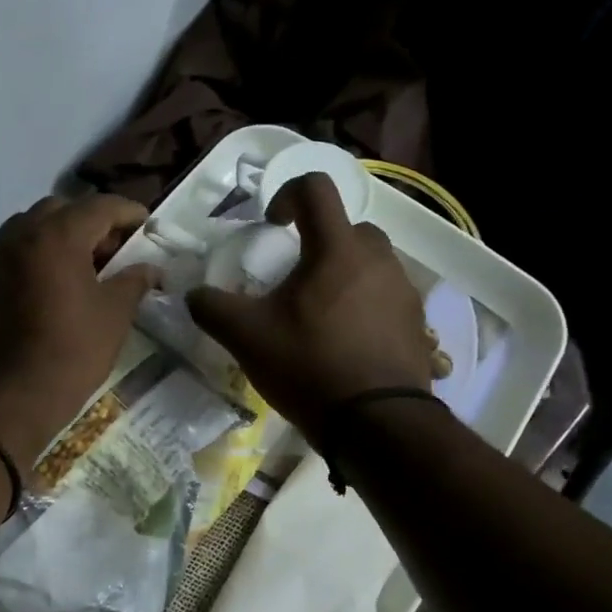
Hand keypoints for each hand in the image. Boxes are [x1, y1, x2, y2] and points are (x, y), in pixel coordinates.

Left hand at [0, 194, 158, 465]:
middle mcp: (21, 234)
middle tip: (114, 249)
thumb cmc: (72, 352)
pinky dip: (37, 255)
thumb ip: (134, 281)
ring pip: (32, 227)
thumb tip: (151, 268)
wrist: (12, 396)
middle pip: (62, 210)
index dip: (128, 212)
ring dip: (60, 236)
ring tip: (83, 266)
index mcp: (58, 236)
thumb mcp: (114, 315)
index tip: (146, 225)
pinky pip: (14, 252)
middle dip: (92, 222)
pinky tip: (53, 285)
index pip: (100, 206)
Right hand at [187, 172, 430, 444]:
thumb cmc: (310, 366)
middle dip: (319, 242)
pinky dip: (365, 307)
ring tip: (321, 316)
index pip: (316, 188)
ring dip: (344, 276)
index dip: (287, 194)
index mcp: (337, 249)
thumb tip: (194, 295)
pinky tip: (347, 343)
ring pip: (371, 264)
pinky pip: (386, 298)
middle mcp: (378, 259)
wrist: (377, 423)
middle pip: (347, 229)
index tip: (272, 226)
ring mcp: (404, 291)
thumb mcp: (247, 337)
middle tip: (296, 279)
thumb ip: (213, 308)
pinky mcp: (417, 323)